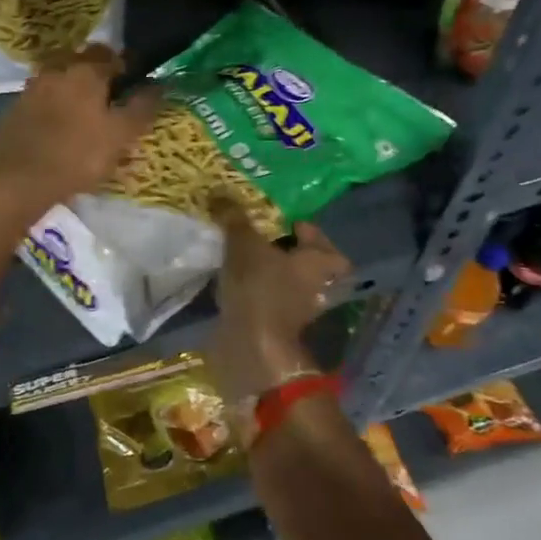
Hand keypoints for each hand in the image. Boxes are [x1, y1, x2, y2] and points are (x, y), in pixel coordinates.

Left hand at [0, 45, 160, 223]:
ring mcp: (31, 89)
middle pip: (83, 63)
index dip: (127, 69)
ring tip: (85, 118)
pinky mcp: (14, 110)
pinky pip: (42, 100)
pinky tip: (59, 130)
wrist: (16, 181)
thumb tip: (158, 85)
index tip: (134, 88)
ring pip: (60, 81)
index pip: (113, 57)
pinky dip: (54, 108)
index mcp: (85, 72)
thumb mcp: (120, 135)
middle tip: (111, 101)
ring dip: (74, 91)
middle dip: (98, 75)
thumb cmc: (77, 156)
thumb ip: (141, 107)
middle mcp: (56, 71)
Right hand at [207, 196, 349, 400]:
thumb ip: (234, 218)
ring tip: (241, 256)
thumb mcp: (243, 244)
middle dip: (283, 250)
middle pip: (304, 262)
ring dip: (268, 272)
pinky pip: (268, 299)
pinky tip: (235, 280)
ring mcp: (298, 310)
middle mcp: (317, 286)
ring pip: (286, 281)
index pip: (319, 237)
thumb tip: (220, 192)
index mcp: (321, 263)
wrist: (251, 347)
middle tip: (258, 236)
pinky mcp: (276, 326)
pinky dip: (256, 291)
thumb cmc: (259, 288)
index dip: (302, 228)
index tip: (279, 221)